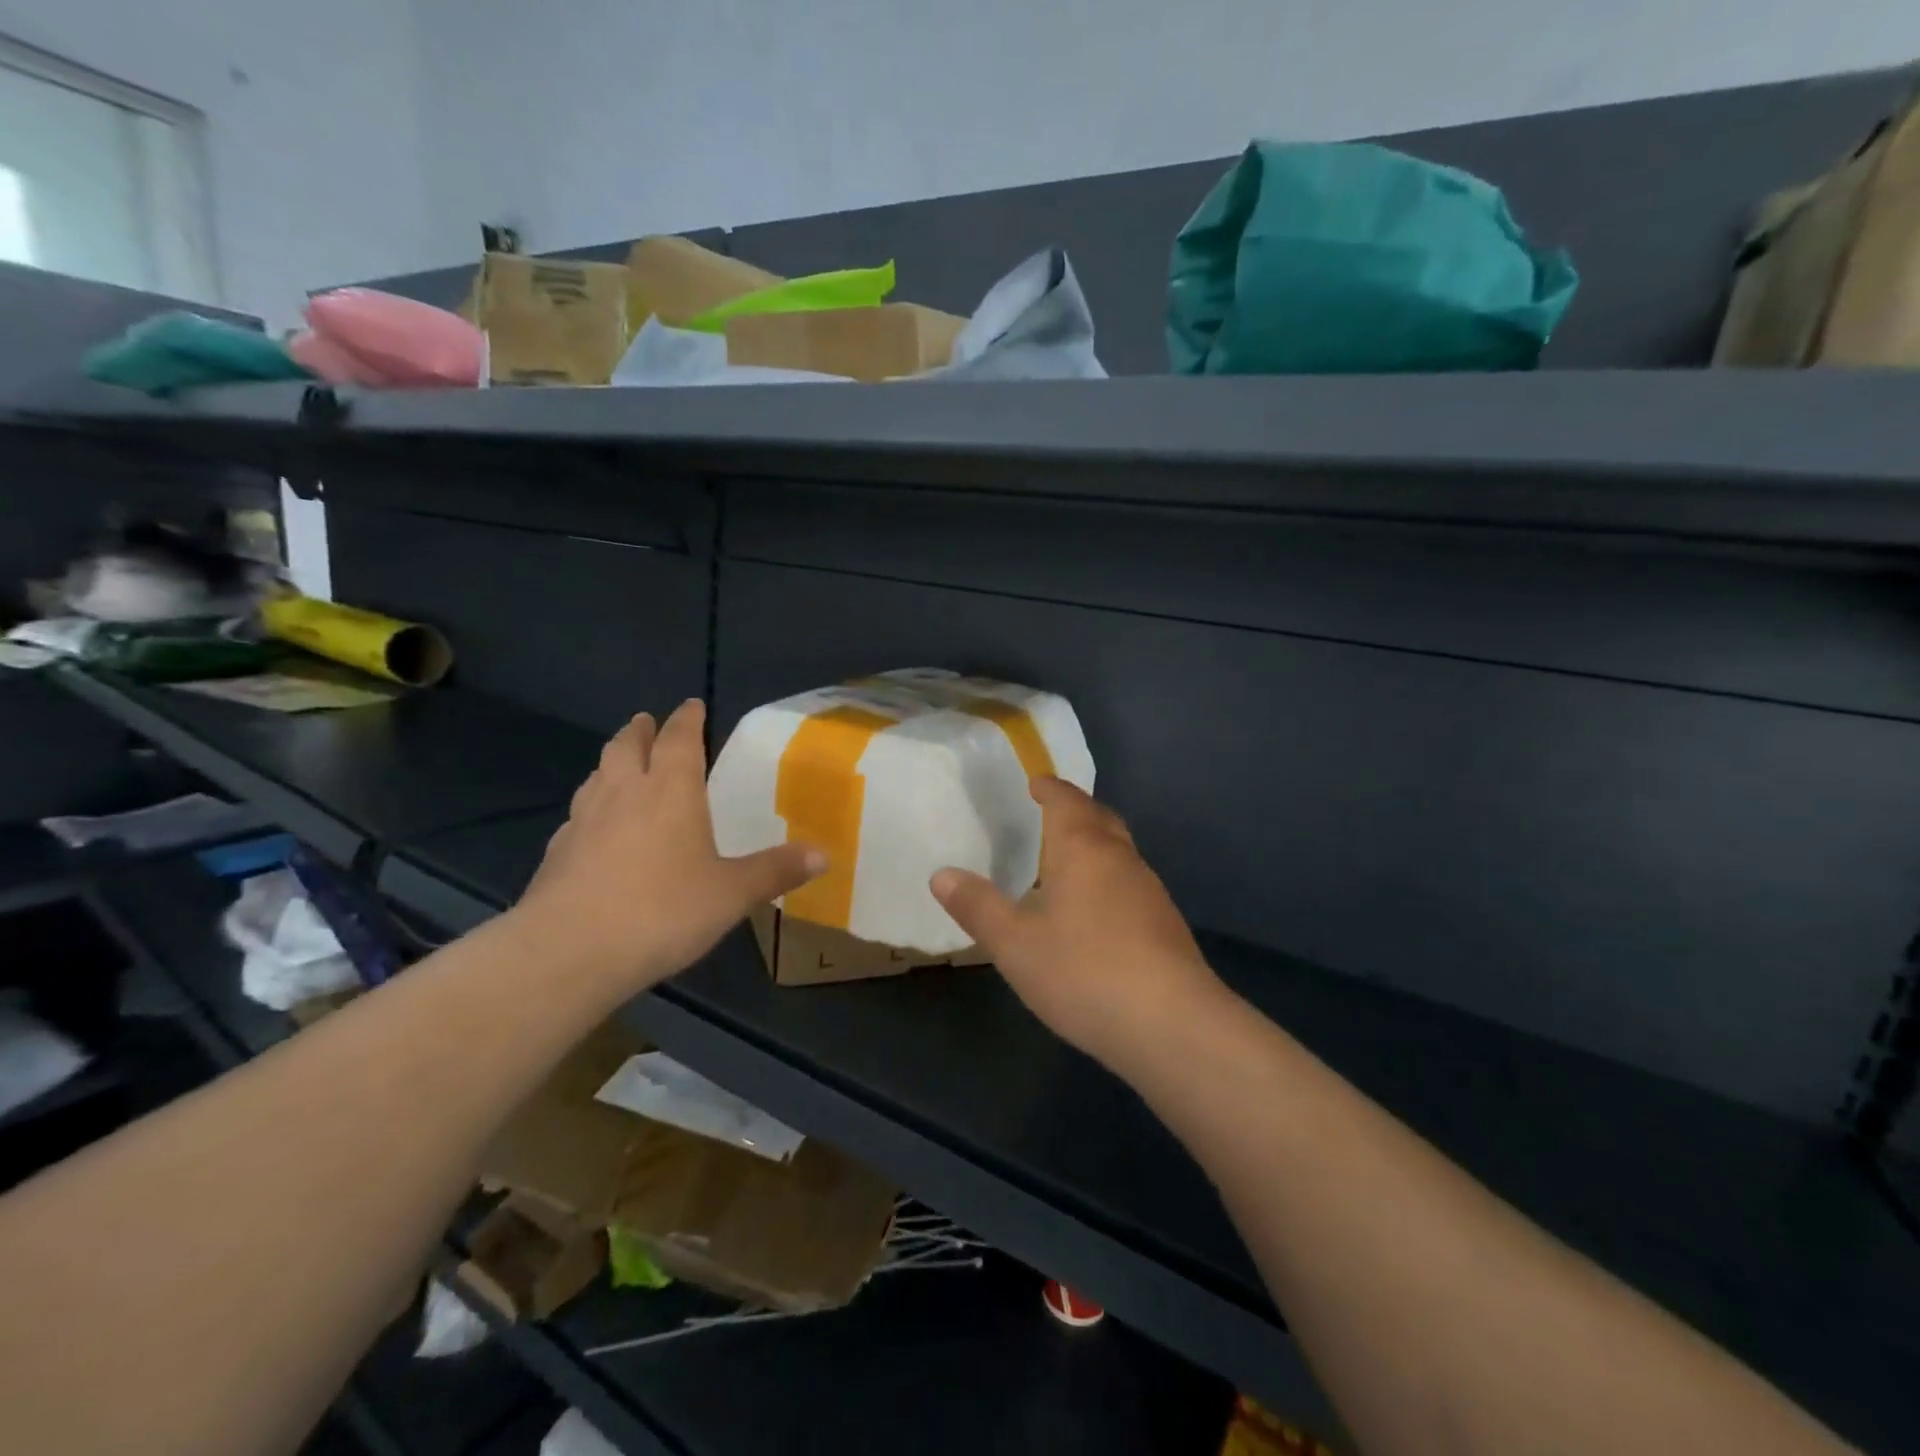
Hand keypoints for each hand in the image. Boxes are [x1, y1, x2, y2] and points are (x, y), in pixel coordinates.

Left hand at [515, 700, 824, 994]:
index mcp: (671, 791)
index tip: (692, 704)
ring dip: (612, 761)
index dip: (687, 719)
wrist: (568, 952)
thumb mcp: (732, 894)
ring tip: (621, 763)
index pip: (680, 739)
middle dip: (641, 730)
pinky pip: (578, 814)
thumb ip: (776, 871)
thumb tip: (824, 855)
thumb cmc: (662, 911)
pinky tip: (594, 826)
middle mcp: (624, 794)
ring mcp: (584, 821)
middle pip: (627, 746)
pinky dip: (591, 805)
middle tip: (647, 721)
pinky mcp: (557, 853)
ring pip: (597, 775)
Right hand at [930, 777, 1224, 1071]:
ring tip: (1064, 862)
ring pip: (1118, 851)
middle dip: (1074, 809)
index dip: (1048, 788)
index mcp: (1082, 848)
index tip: (1034, 783)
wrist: (1172, 1025)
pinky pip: (1129, 882)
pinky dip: (1107, 879)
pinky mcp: (1165, 923)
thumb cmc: (1083, 971)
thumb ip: (977, 906)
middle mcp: (1120, 857)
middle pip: (1099, 817)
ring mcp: (1149, 890)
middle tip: (1047, 815)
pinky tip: (1093, 912)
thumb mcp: (1014, 944)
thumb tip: (940, 874)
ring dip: (1093, 845)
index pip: (1066, 800)